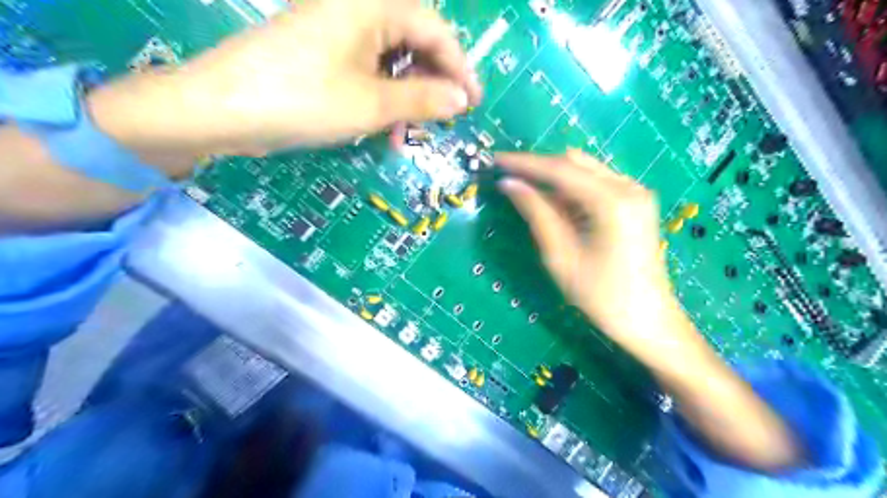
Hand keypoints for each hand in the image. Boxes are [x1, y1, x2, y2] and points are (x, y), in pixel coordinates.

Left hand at [86, 0, 482, 163]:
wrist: (221, 109)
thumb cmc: (304, 100)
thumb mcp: (373, 104)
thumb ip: (423, 99)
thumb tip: (461, 100)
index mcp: (372, 4)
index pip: (435, 30)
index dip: (459, 68)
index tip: (474, 103)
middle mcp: (356, 7)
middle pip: (413, 42)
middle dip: (433, 84)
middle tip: (445, 120)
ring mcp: (336, 30)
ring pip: (390, 60)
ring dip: (407, 97)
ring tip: (410, 134)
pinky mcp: (322, 51)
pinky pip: (367, 70)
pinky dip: (382, 97)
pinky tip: (384, 126)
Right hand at [495, 149, 696, 358]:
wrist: (647, 319)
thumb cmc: (601, 295)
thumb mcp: (560, 255)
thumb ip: (536, 213)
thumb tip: (509, 184)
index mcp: (612, 201)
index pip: (560, 170)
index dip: (524, 163)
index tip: (496, 160)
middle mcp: (629, 187)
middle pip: (574, 163)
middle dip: (539, 168)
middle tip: (508, 178)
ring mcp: (636, 192)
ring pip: (585, 171)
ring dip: (555, 179)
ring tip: (527, 193)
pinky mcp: (636, 202)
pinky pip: (597, 184)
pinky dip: (572, 189)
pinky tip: (556, 205)